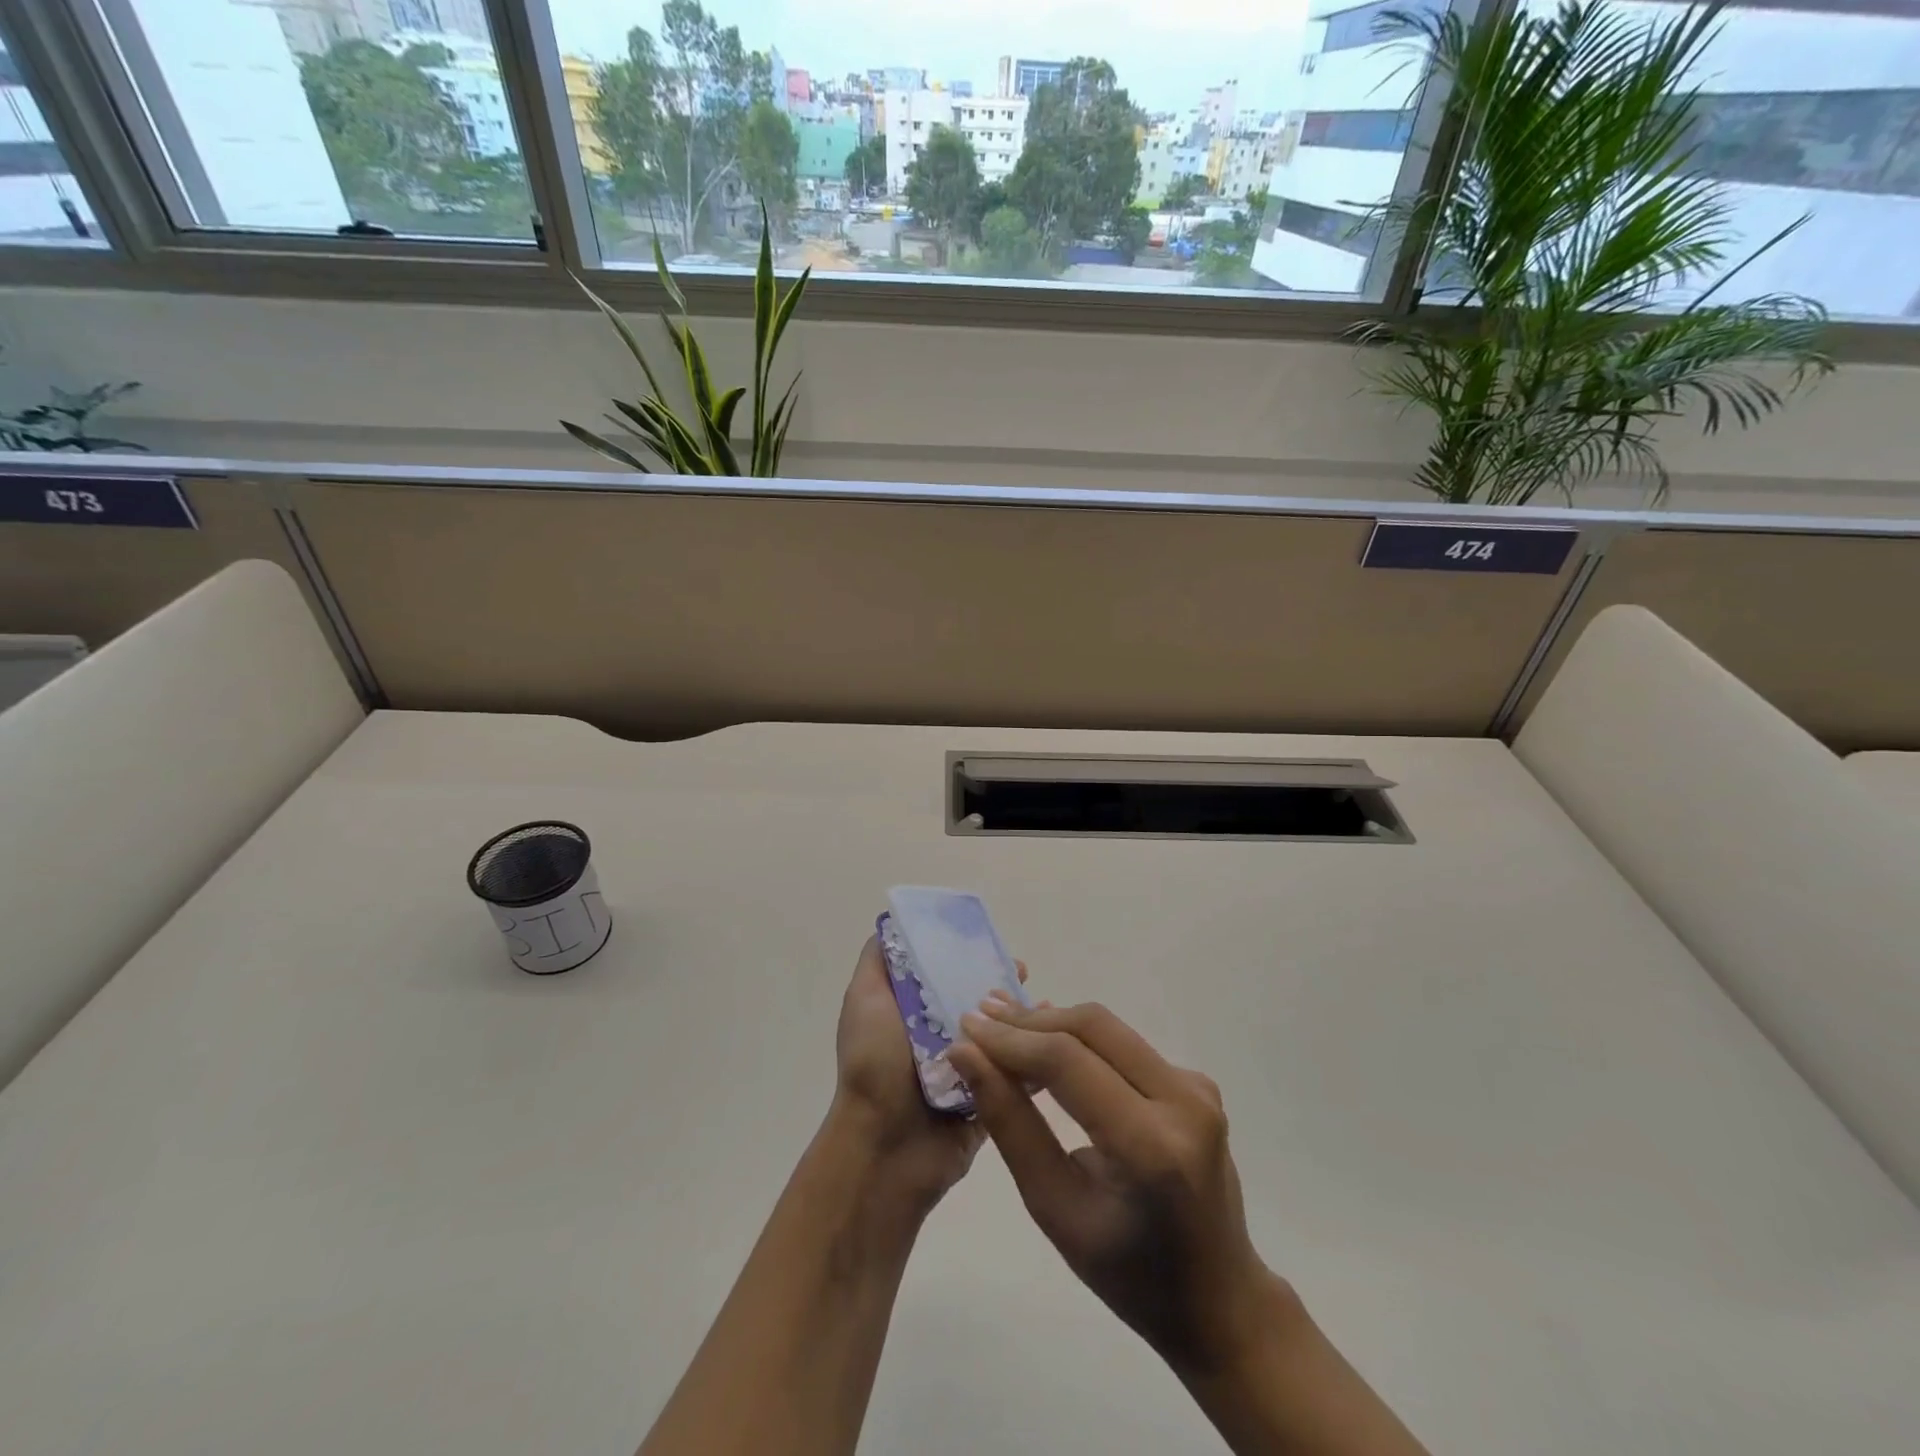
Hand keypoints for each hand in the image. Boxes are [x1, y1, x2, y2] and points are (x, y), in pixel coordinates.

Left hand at [827, 936, 1026, 1211]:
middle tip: (1023, 973)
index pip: (945, 974)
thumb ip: (878, 962)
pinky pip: (1017, 1075)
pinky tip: (1055, 1039)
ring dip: (1023, 1019)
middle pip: (977, 1003)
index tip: (991, 943)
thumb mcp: (864, 1000)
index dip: (967, 956)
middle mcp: (939, 1039)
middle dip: (1001, 985)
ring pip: (1001, 1036)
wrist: (884, 1148)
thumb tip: (892, 922)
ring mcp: (965, 1071)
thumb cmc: (874, 1065)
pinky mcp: (987, 1101)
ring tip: (1046, 1005)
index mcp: (913, 1014)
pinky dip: (1036, 1057)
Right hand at [947, 998, 1287, 1377]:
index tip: (966, 1026)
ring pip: (1109, 1029)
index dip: (1011, 1039)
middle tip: (981, 1019)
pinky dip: (1081, 1042)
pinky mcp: (1197, 1084)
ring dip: (1053, 1024)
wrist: (1218, 1300)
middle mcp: (1185, 1102)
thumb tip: (968, 1055)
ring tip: (1004, 1027)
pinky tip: (1049, 1049)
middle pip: (1093, 1028)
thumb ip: (1009, 1123)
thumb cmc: (1127, 1274)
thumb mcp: (1054, 1207)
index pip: (1068, 1063)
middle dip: (1030, 1021)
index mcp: (1152, 1147)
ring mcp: (1198, 1088)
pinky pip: (1126, 1046)